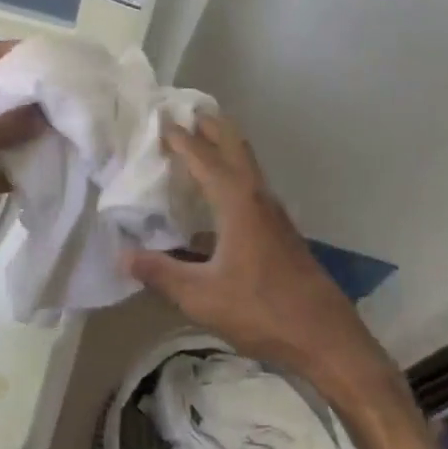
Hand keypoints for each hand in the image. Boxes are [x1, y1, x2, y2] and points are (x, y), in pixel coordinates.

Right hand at [124, 115, 436, 448]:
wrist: (325, 337)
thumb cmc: (262, 311)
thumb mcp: (201, 296)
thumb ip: (160, 274)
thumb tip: (122, 257)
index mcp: (236, 202)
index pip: (203, 157)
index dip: (180, 138)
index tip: (159, 119)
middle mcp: (257, 197)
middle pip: (233, 146)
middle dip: (210, 125)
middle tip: (185, 111)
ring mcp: (273, 213)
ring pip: (246, 165)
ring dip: (224, 146)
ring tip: (199, 140)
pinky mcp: (280, 231)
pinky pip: (250, 186)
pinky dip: (231, 173)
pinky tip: (215, 198)